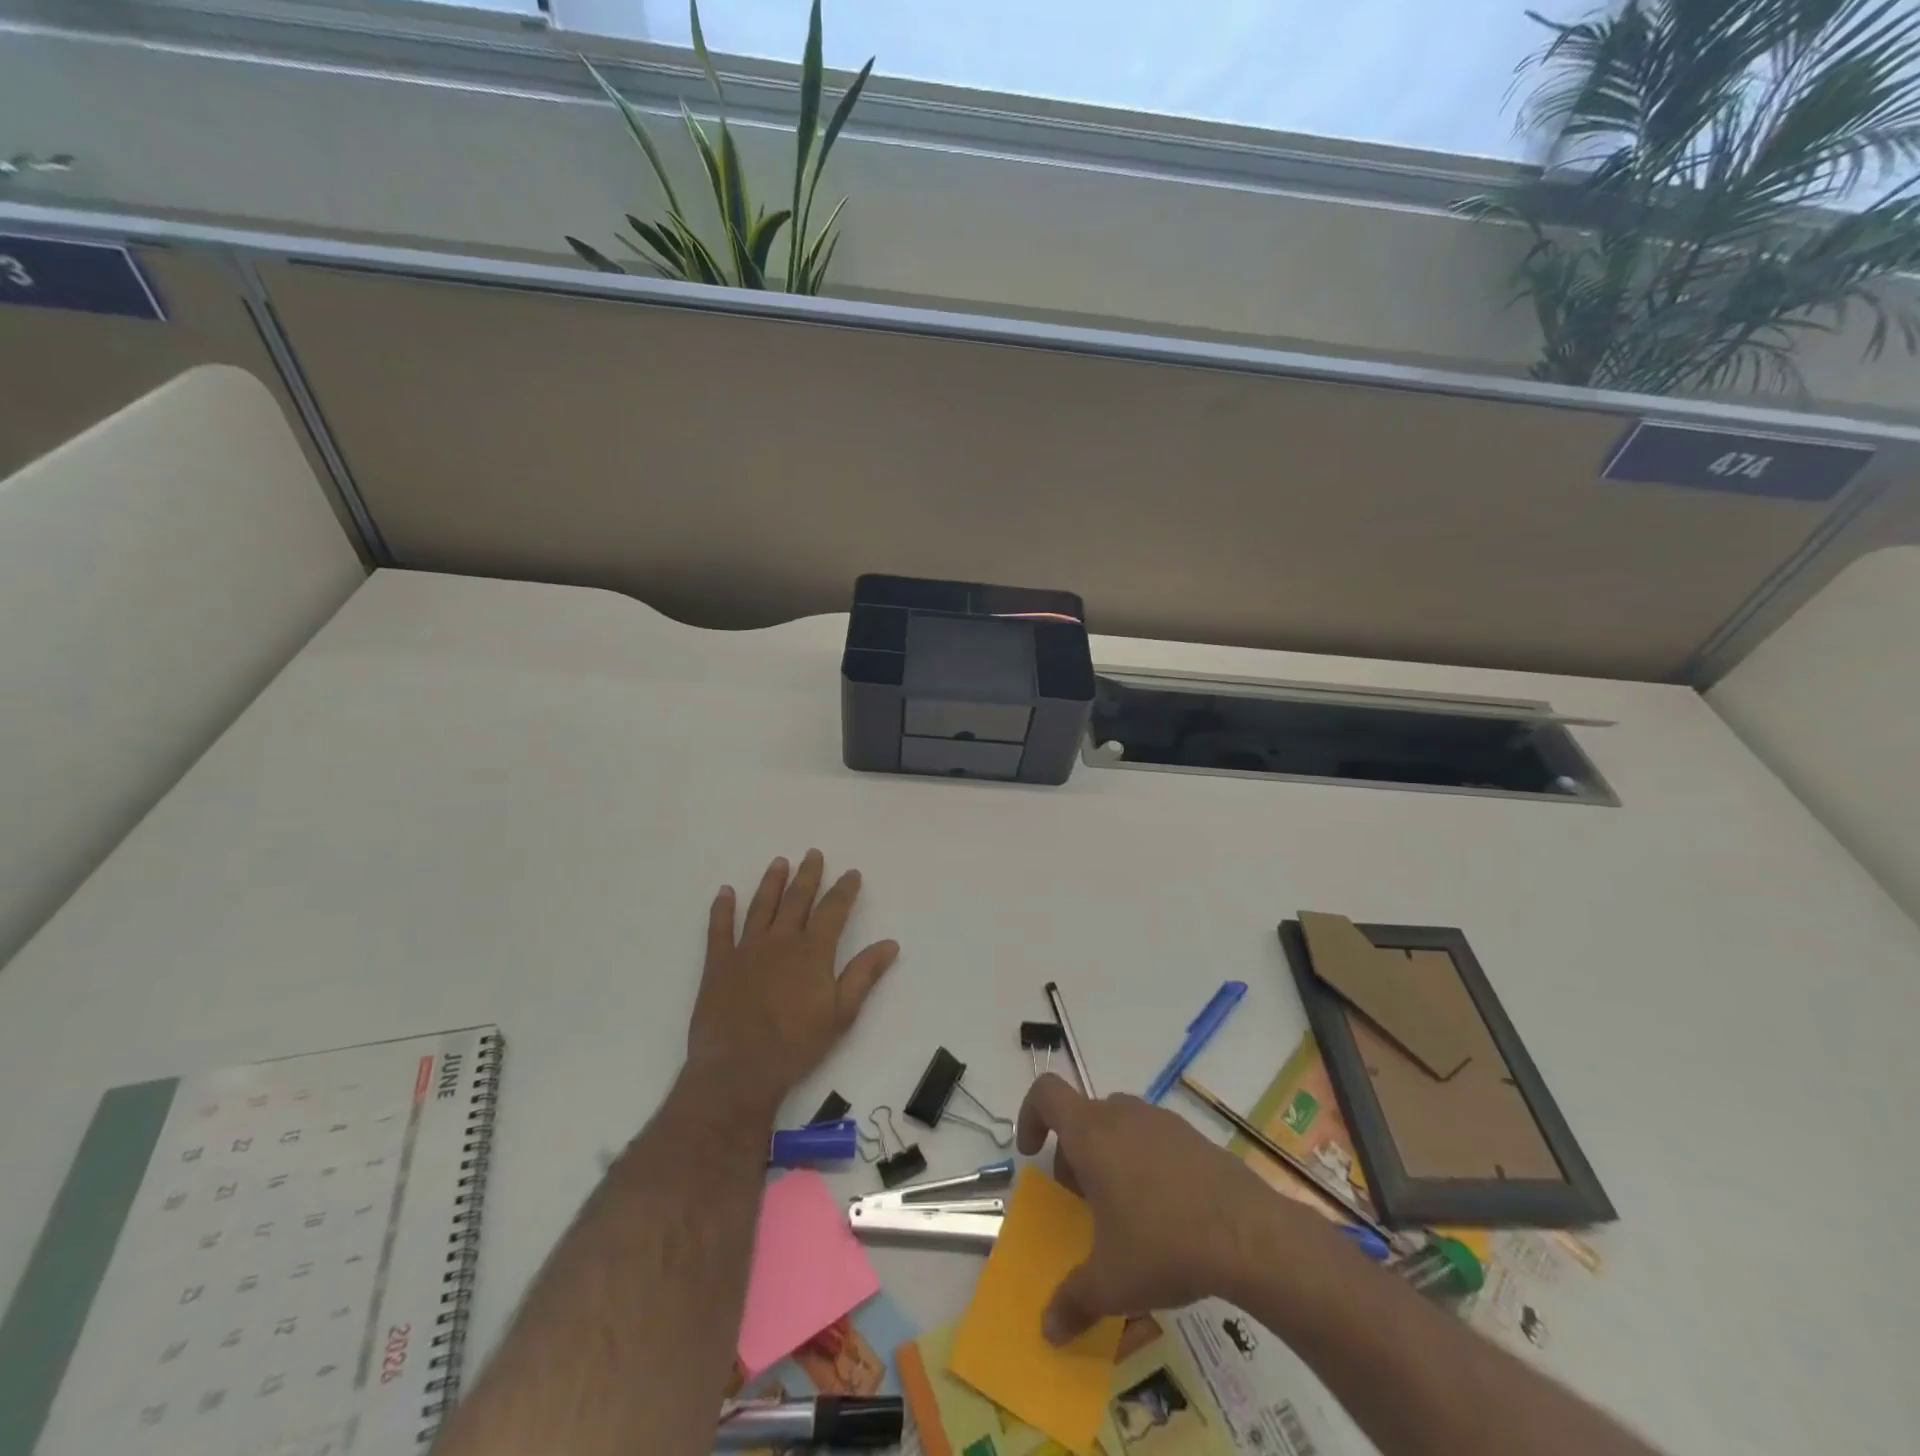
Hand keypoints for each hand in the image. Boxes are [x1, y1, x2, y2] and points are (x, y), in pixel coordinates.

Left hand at [687, 850, 898, 1111]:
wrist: (739, 1069)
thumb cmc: (796, 1045)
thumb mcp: (841, 1014)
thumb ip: (864, 975)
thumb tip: (890, 944)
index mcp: (813, 952)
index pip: (833, 910)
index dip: (844, 890)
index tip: (851, 873)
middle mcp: (781, 941)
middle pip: (797, 899)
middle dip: (808, 875)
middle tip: (813, 854)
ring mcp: (747, 949)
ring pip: (762, 906)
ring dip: (771, 882)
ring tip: (779, 862)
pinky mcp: (719, 964)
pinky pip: (720, 928)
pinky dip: (722, 908)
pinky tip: (725, 892)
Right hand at [1017, 1074, 1297, 1342]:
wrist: (1248, 1234)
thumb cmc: (1162, 1244)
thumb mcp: (1111, 1283)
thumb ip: (1073, 1301)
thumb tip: (1048, 1330)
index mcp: (1091, 1133)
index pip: (1046, 1093)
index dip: (1030, 1116)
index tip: (1032, 1153)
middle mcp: (1122, 1114)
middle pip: (1083, 1116)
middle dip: (1074, 1154)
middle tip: (1082, 1202)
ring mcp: (1161, 1120)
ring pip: (1119, 1125)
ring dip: (1109, 1157)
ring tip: (1124, 1211)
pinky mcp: (1193, 1136)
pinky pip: (1154, 1138)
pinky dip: (1145, 1163)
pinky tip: (1166, 1212)